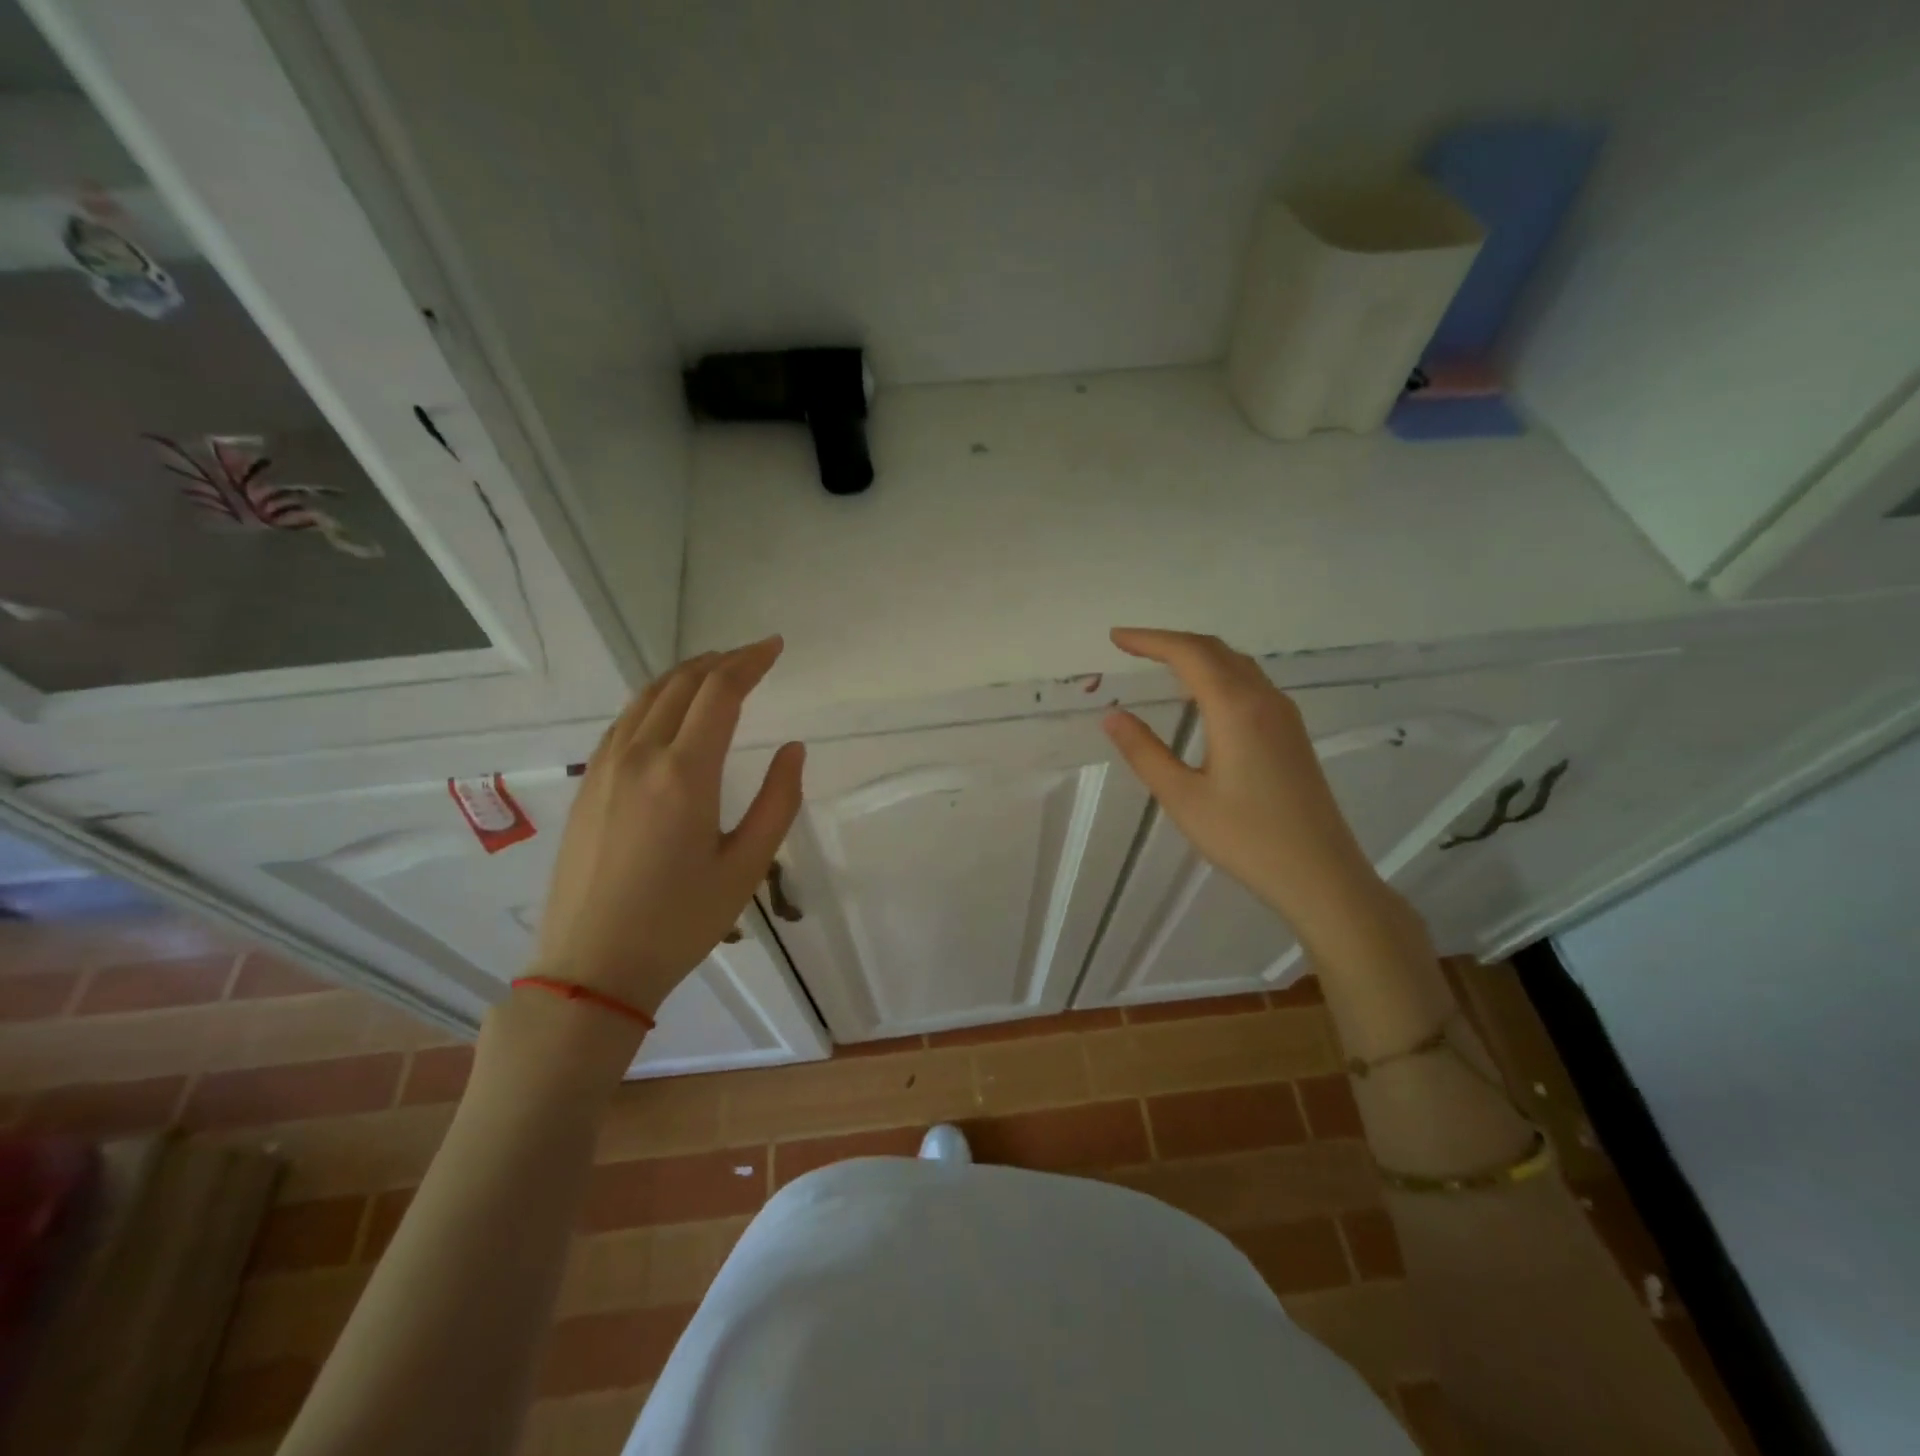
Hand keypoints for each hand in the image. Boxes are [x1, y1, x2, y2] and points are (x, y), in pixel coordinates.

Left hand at [533, 637, 805, 1018]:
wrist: (592, 967)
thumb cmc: (680, 922)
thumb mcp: (746, 867)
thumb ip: (777, 801)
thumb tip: (792, 748)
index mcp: (684, 774)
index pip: (720, 692)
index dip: (750, 662)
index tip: (774, 646)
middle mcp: (639, 757)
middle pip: (681, 684)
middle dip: (720, 661)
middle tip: (752, 655)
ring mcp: (605, 768)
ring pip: (646, 697)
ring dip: (685, 675)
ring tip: (715, 671)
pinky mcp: (588, 785)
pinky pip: (625, 721)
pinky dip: (655, 699)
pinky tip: (669, 711)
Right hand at [1101, 628, 1377, 921]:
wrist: (1320, 874)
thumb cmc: (1246, 838)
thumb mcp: (1183, 797)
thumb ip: (1145, 752)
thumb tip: (1112, 715)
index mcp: (1235, 708)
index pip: (1188, 654)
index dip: (1150, 640)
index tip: (1116, 638)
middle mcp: (1264, 699)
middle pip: (1215, 650)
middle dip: (1170, 641)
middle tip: (1131, 646)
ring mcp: (1283, 715)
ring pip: (1236, 664)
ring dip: (1197, 654)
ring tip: (1160, 662)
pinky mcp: (1291, 733)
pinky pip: (1250, 682)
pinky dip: (1218, 672)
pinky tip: (1203, 694)